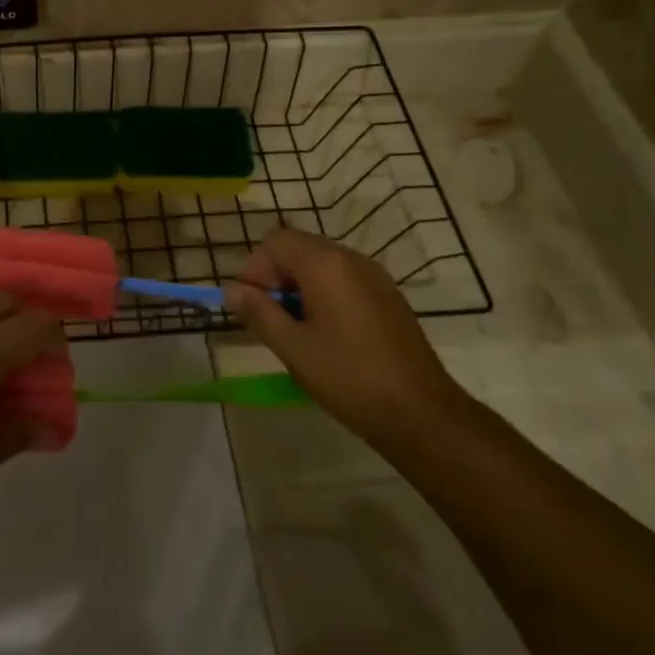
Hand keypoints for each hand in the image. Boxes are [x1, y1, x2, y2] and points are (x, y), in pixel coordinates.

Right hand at [224, 229, 461, 441]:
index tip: (251, 304)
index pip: (276, 241)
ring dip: (298, 285)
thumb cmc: (349, 377)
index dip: (255, 267)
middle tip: (268, 316)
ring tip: (294, 327)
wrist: (422, 414)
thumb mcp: (293, 347)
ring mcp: (375, 277)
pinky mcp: (388, 297)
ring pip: (322, 263)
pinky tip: (325, 333)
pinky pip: (344, 279)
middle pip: (299, 247)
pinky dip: (324, 293)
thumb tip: (232, 291)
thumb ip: (259, 312)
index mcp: (326, 265)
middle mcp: (351, 259)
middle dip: (275, 275)